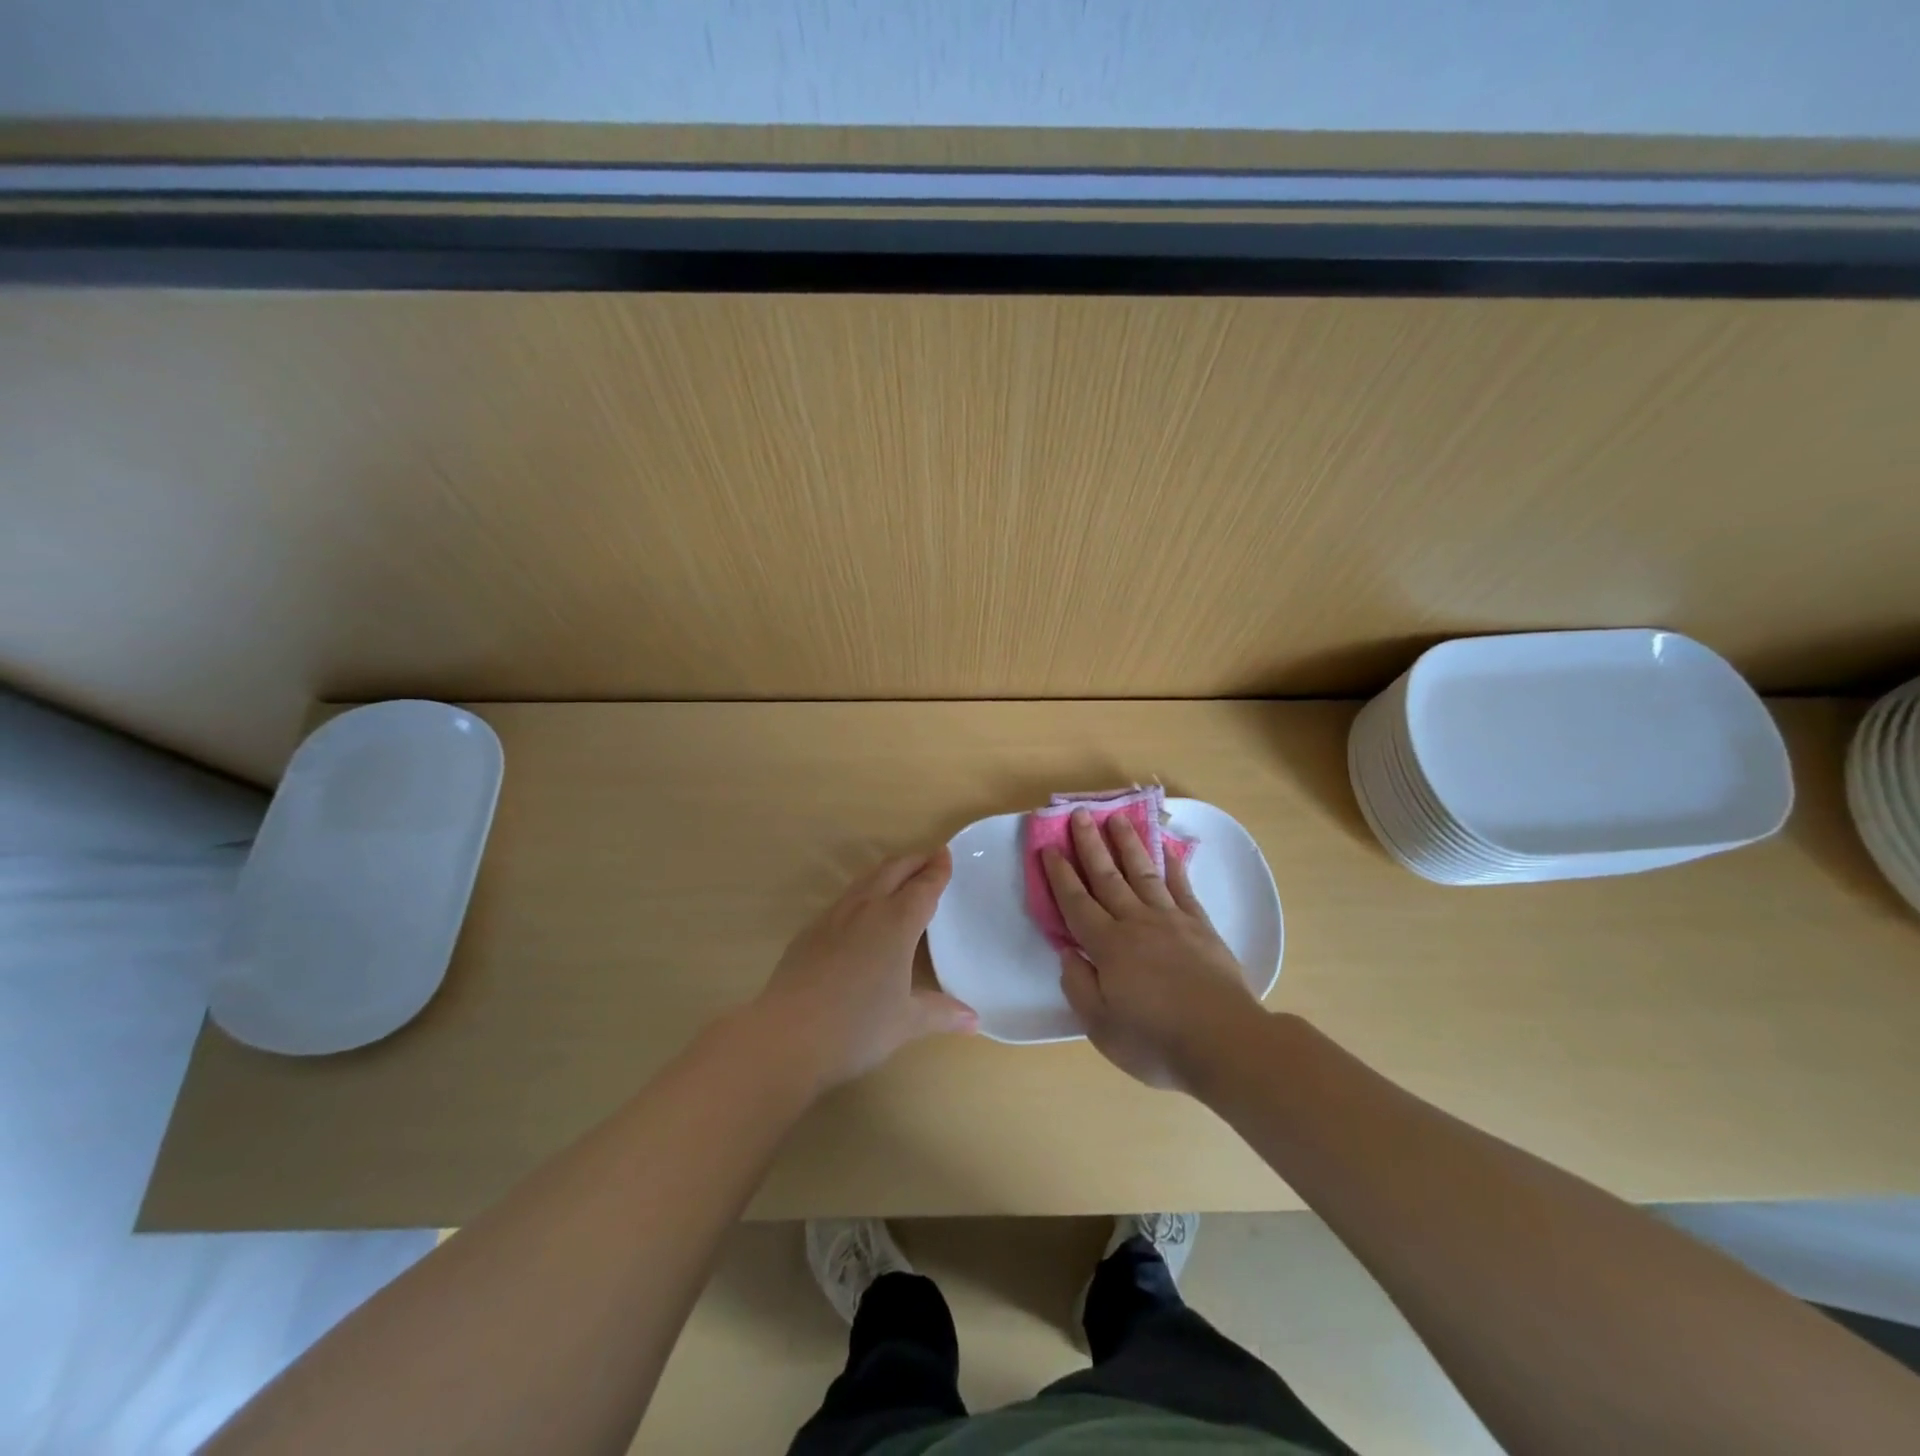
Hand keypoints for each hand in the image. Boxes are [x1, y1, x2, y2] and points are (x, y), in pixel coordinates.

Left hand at [754, 847, 977, 1089]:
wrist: (787, 1036)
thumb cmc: (856, 1027)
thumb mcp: (906, 1023)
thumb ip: (941, 1013)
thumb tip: (974, 1020)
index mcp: (896, 923)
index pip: (923, 887)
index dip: (937, 871)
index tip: (945, 855)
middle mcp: (866, 909)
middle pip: (892, 871)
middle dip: (913, 862)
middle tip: (929, 859)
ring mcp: (833, 918)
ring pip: (864, 881)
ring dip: (886, 873)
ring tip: (898, 878)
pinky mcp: (810, 932)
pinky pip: (843, 901)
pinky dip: (862, 894)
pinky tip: (860, 914)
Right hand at [1043, 809, 1263, 1091]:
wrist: (1226, 1043)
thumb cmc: (1156, 1041)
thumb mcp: (1101, 1026)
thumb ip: (1078, 985)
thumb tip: (1067, 952)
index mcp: (1108, 946)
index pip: (1076, 902)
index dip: (1061, 874)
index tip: (1049, 847)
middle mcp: (1136, 922)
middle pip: (1108, 877)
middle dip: (1090, 845)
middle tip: (1079, 814)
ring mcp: (1172, 921)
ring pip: (1143, 873)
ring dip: (1128, 844)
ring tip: (1117, 818)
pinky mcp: (1201, 927)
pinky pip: (1182, 888)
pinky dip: (1172, 866)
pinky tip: (1166, 850)